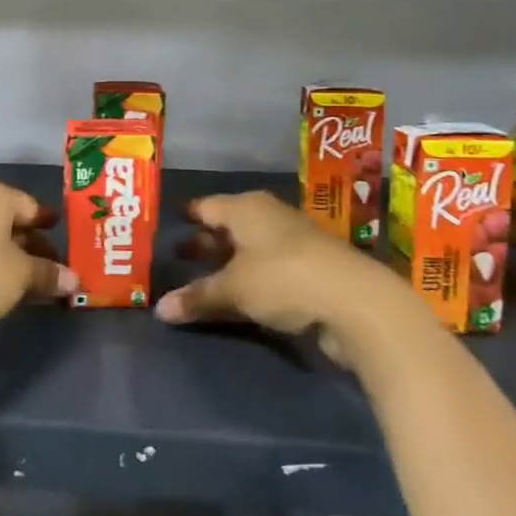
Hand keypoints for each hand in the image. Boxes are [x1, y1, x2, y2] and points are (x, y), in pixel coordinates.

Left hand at [0, 178, 76, 347]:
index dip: (46, 222)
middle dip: (29, 243)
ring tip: (28, 280)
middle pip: (6, 220)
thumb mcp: (23, 275)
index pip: (28, 204)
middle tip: (50, 264)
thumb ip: (50, 274)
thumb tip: (75, 280)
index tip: (59, 234)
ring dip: (8, 255)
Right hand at [154, 191, 393, 367]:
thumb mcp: (234, 289)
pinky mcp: (310, 270)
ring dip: (228, 264)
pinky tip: (238, 297)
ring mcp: (292, 243)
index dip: (187, 216)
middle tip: (177, 257)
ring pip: (249, 249)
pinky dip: (250, 279)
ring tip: (202, 279)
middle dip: (205, 242)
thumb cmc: (283, 278)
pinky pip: (267, 270)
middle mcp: (268, 217)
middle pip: (229, 227)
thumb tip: (159, 309)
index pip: (206, 206)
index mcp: (246, 208)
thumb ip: (198, 297)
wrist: (357, 303)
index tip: (167, 226)